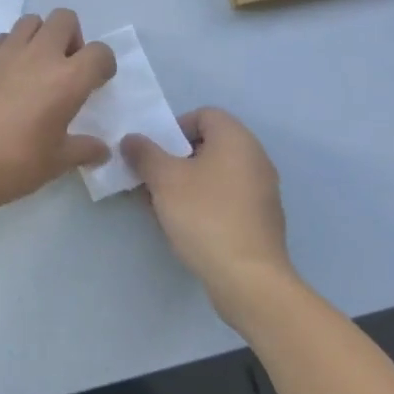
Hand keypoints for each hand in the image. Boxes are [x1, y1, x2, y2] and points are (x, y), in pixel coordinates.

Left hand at [0, 9, 116, 220]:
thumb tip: (101, 150)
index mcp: (67, 79)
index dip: (103, 65)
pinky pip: (4, 38)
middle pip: (65, 19)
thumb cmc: (11, 165)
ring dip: (41, 37)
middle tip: (66, 68)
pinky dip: (12, 48)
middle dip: (72, 38)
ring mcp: (7, 51)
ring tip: (36, 68)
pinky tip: (7, 76)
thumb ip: (83, 150)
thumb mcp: (55, 163)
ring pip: (32, 21)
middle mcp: (40, 55)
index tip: (96, 83)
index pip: (100, 52)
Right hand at [123, 108, 297, 320]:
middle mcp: (255, 158)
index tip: (155, 153)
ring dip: (187, 183)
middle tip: (152, 179)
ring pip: (216, 174)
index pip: (203, 115)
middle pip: (209, 145)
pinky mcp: (261, 221)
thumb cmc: (205, 216)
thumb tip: (132, 140)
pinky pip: (227, 198)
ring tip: (162, 205)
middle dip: (176, 159)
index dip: (174, 128)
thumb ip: (144, 154)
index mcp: (237, 139)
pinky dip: (205, 203)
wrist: (249, 279)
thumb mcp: (164, 179)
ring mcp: (262, 191)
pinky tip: (185, 226)